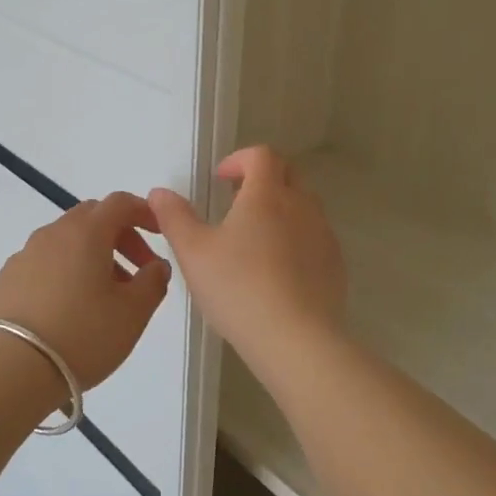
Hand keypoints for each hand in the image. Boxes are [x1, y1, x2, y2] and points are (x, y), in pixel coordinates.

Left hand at [0, 192, 171, 391]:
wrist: (11, 371)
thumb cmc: (83, 336)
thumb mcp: (133, 313)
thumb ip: (153, 282)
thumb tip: (156, 266)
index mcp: (86, 233)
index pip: (120, 203)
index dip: (144, 212)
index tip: (160, 232)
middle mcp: (52, 234)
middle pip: (92, 218)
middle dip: (120, 236)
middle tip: (137, 270)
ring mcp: (23, 256)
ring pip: (66, 242)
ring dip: (92, 257)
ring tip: (104, 296)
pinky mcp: (5, 280)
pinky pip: (43, 264)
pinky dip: (64, 273)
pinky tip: (68, 309)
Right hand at [148, 146, 345, 358]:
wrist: (296, 339)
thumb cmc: (239, 289)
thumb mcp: (193, 253)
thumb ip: (174, 218)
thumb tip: (160, 193)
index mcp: (267, 195)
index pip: (261, 156)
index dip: (240, 159)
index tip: (221, 179)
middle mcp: (302, 206)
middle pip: (288, 175)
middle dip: (263, 180)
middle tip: (237, 203)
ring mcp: (324, 235)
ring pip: (305, 207)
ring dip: (281, 209)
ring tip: (255, 239)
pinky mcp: (335, 265)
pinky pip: (315, 238)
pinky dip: (297, 240)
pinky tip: (278, 272)